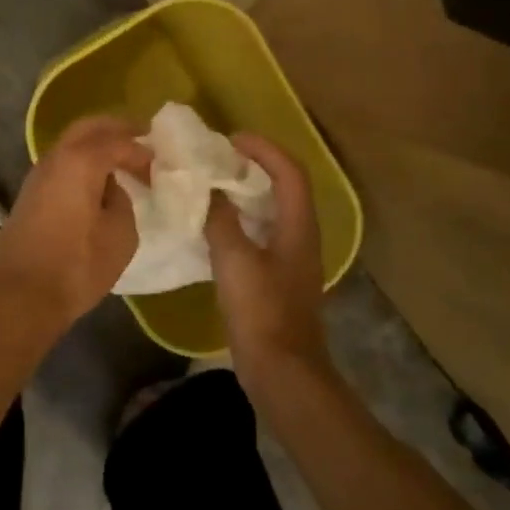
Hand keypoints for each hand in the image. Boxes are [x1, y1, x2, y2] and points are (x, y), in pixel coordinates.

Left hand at [0, 116, 150, 337]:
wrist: (19, 296)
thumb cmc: (77, 265)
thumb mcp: (120, 235)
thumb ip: (122, 202)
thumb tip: (111, 191)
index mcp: (81, 161)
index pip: (118, 141)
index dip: (141, 150)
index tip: (158, 164)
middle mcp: (55, 158)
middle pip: (88, 128)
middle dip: (116, 129)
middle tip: (141, 137)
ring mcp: (37, 176)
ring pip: (70, 145)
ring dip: (96, 146)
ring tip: (122, 161)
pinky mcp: (29, 196)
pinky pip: (62, 165)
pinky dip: (82, 163)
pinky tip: (97, 183)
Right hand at [205, 133, 330, 391]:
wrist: (281, 370)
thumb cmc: (261, 311)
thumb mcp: (234, 260)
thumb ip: (220, 220)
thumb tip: (207, 190)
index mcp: (298, 226)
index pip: (289, 172)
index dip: (264, 149)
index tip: (232, 139)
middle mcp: (301, 236)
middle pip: (284, 187)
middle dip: (255, 166)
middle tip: (219, 159)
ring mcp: (292, 259)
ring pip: (272, 211)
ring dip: (246, 193)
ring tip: (213, 185)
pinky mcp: (278, 278)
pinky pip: (261, 234)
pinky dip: (241, 220)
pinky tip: (215, 227)